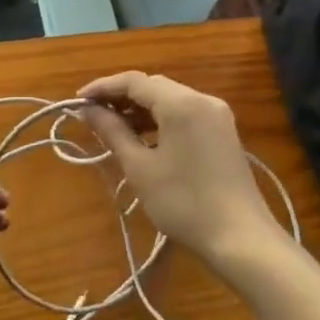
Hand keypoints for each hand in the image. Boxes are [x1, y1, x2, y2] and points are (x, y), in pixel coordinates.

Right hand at [78, 73, 281, 267]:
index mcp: (181, 102)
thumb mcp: (140, 168)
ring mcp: (216, 114)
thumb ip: (112, 132)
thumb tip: (88, 109)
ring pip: (170, 99)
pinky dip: (161, 119)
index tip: (77, 100)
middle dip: (121, 97)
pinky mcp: (223, 131)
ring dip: (141, 108)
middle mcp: (201, 98)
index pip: (134, 81)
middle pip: (153, 86)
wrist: (241, 239)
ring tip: (114, 127)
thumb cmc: (184, 203)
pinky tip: (145, 137)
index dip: (103, 87)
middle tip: (92, 115)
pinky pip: (185, 112)